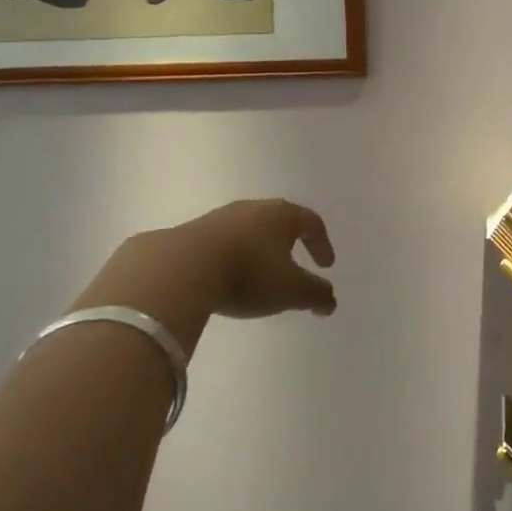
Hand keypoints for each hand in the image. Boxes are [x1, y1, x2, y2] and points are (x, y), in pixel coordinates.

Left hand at [73, 199, 336, 341]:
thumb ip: (315, 294)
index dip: (322, 244)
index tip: (326, 265)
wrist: (180, 268)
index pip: (311, 223)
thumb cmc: (248, 273)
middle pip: (279, 221)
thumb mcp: (290, 290)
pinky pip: (221, 243)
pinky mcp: (191, 232)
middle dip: (289, 243)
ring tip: (258, 275)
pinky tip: (225, 278)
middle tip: (294, 264)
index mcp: (282, 215)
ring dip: (258, 250)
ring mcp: (219, 218)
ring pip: (248, 231)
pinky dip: (231, 257)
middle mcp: (253, 209)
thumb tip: (330, 302)